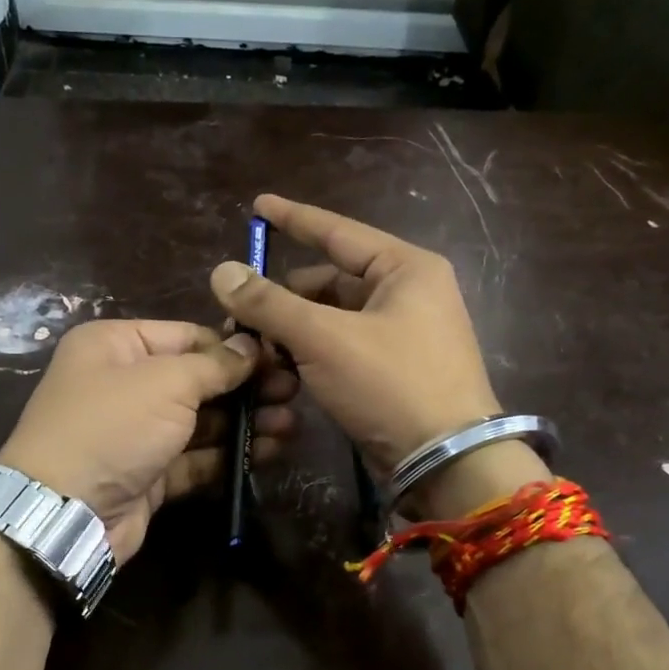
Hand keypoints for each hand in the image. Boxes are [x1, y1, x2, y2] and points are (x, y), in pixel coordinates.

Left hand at [0, 319, 297, 561]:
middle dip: (246, 386)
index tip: (279, 357)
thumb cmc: (112, 426)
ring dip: (245, 422)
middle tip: (294, 392)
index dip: (234, 346)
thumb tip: (250, 346)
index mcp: (116, 346)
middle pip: (197, 379)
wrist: (65, 511)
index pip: (187, 335)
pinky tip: (268, 451)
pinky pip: (196, 457)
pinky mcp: (149, 473)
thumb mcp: (165, 382)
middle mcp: (124, 384)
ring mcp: (137, 432)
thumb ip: (214, 364)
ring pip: (201, 421)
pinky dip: (228, 455)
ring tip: (290, 424)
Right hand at [209, 194, 547, 516]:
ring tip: (256, 352)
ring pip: (331, 320)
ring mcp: (402, 334)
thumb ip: (270, 303)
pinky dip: (311, 356)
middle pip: (329, 282)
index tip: (258, 206)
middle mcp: (407, 293)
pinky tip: (282, 372)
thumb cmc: (391, 384)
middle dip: (284, 299)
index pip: (338, 233)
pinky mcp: (393, 370)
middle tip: (240, 318)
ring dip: (292, 333)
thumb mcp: (324, 338)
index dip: (294, 220)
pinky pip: (341, 349)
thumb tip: (222, 271)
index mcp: (405, 268)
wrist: (446, 462)